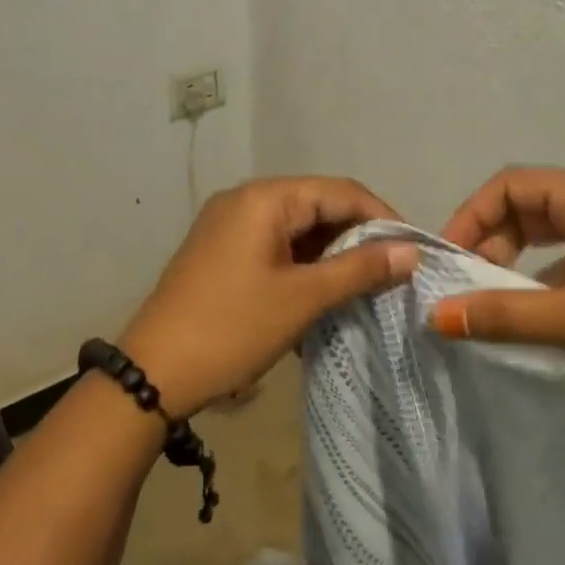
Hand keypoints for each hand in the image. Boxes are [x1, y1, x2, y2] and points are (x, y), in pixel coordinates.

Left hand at [121, 177, 417, 416]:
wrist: (153, 373)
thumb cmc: (232, 328)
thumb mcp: (302, 299)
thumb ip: (359, 270)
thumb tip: (411, 251)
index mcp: (264, 198)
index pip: (340, 191)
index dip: (382, 217)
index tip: (412, 251)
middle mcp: (244, 200)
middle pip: (317, 205)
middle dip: (356, 237)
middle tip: (391, 273)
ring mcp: (227, 225)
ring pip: (296, 228)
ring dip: (329, 254)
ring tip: (361, 287)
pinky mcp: (220, 251)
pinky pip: (273, 246)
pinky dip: (301, 265)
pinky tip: (321, 294)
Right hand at [435, 167, 564, 428]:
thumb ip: (505, 315)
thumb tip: (435, 317)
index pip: (512, 185)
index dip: (472, 216)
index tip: (448, 260)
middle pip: (528, 211)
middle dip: (491, 244)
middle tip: (467, 288)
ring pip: (550, 245)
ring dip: (517, 272)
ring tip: (494, 311)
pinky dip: (546, 292)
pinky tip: (536, 329)